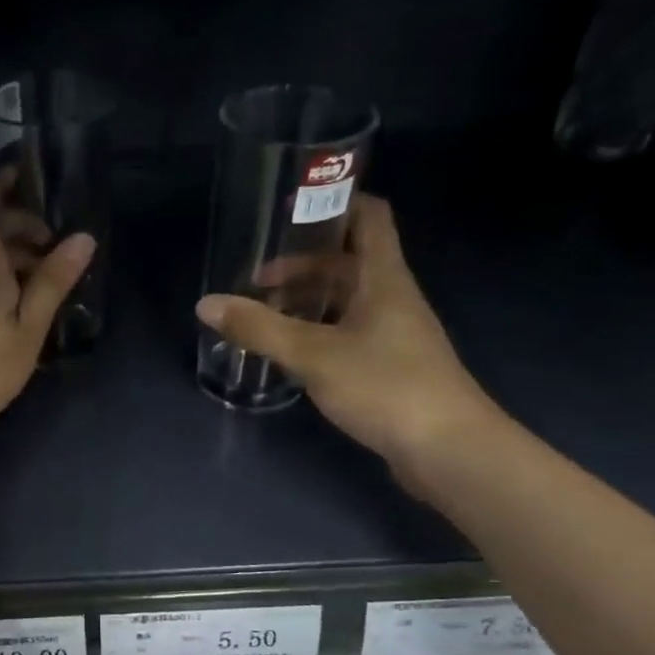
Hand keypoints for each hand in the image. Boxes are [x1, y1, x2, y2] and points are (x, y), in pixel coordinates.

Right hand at [195, 193, 502, 480]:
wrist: (448, 450)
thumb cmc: (385, 386)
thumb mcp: (312, 354)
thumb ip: (259, 328)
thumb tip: (206, 304)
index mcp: (383, 278)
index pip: (368, 217)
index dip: (335, 203)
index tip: (291, 209)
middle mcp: (392, 297)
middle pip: (347, 262)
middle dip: (302, 265)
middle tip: (256, 280)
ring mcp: (393, 333)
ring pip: (346, 300)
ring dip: (307, 301)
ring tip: (264, 316)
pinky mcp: (390, 366)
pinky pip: (348, 332)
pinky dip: (317, 332)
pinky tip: (290, 352)